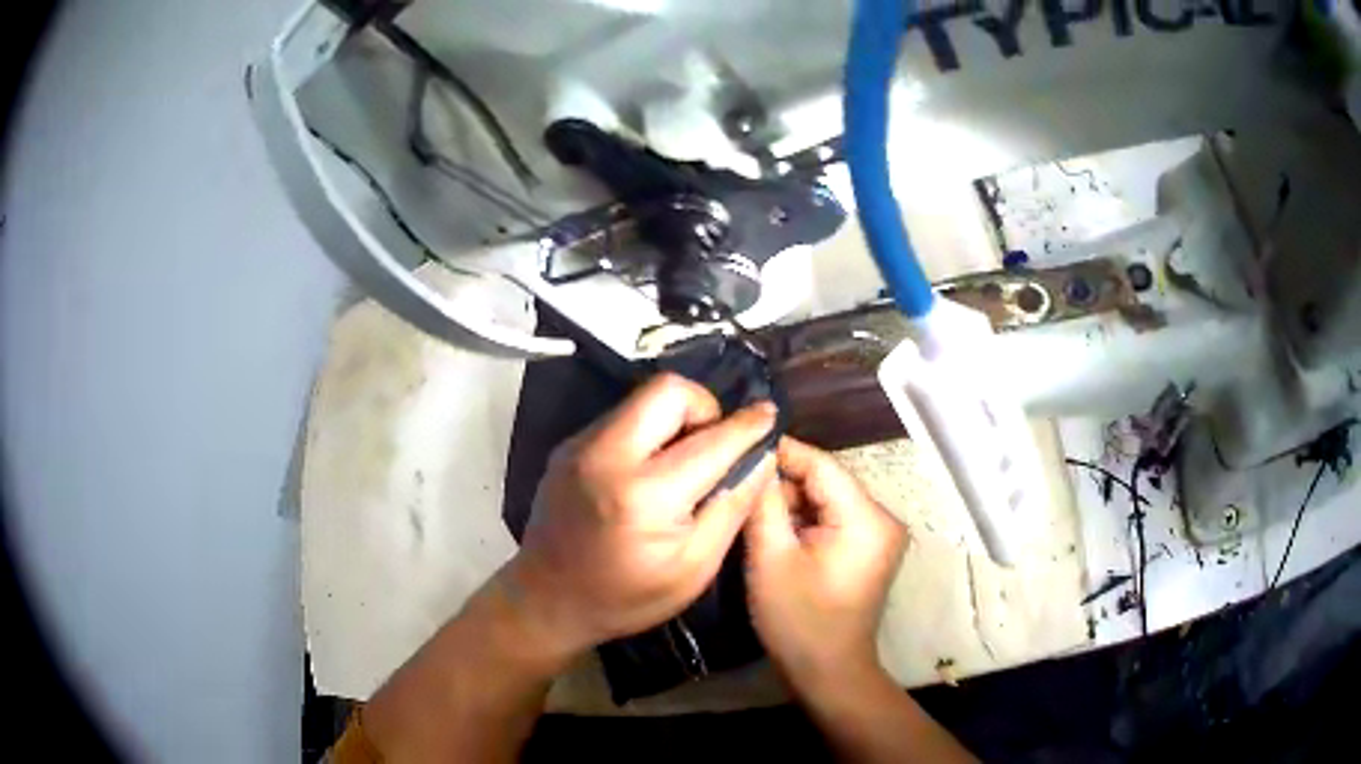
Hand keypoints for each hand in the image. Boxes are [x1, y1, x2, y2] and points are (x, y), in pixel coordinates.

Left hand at [503, 373, 777, 661]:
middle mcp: (607, 455)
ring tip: (681, 461)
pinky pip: (621, 418)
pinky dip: (647, 431)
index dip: (748, 426)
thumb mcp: (694, 568)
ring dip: (674, 418)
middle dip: (704, 408)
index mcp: (644, 495)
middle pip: (668, 390)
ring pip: (642, 399)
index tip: (768, 416)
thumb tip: (761, 457)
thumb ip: (732, 506)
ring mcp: (580, 445)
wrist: (546, 600)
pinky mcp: (568, 446)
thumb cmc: (626, 598)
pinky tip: (648, 471)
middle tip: (713, 444)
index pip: (711, 440)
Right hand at [745, 437, 907, 691]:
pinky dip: (805, 521)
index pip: (822, 464)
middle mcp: (883, 516)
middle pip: (826, 480)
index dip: (781, 453)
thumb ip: (763, 502)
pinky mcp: (870, 547)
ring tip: (753, 517)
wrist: (829, 670)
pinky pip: (833, 517)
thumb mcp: (770, 559)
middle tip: (741, 494)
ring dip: (791, 505)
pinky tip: (778, 536)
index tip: (738, 448)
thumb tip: (754, 458)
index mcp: (867, 518)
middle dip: (783, 485)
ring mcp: (879, 533)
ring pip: (827, 498)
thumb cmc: (799, 620)